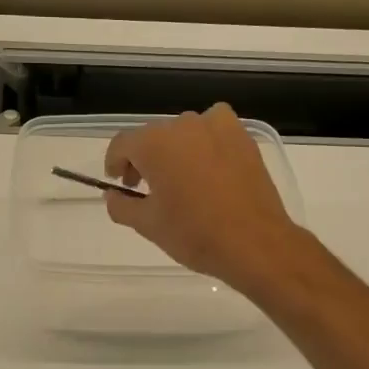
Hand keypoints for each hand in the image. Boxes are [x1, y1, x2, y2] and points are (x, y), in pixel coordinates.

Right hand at [103, 104, 304, 290]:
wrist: (255, 243)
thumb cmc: (194, 234)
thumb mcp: (147, 224)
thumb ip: (121, 205)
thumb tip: (112, 195)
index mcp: (154, 143)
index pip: (122, 144)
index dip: (115, 163)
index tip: (119, 183)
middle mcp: (184, 125)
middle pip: (154, 137)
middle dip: (145, 160)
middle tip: (147, 190)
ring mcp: (218, 127)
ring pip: (184, 133)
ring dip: (175, 152)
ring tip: (181, 182)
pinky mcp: (243, 138)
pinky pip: (214, 133)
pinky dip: (205, 146)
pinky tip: (209, 171)